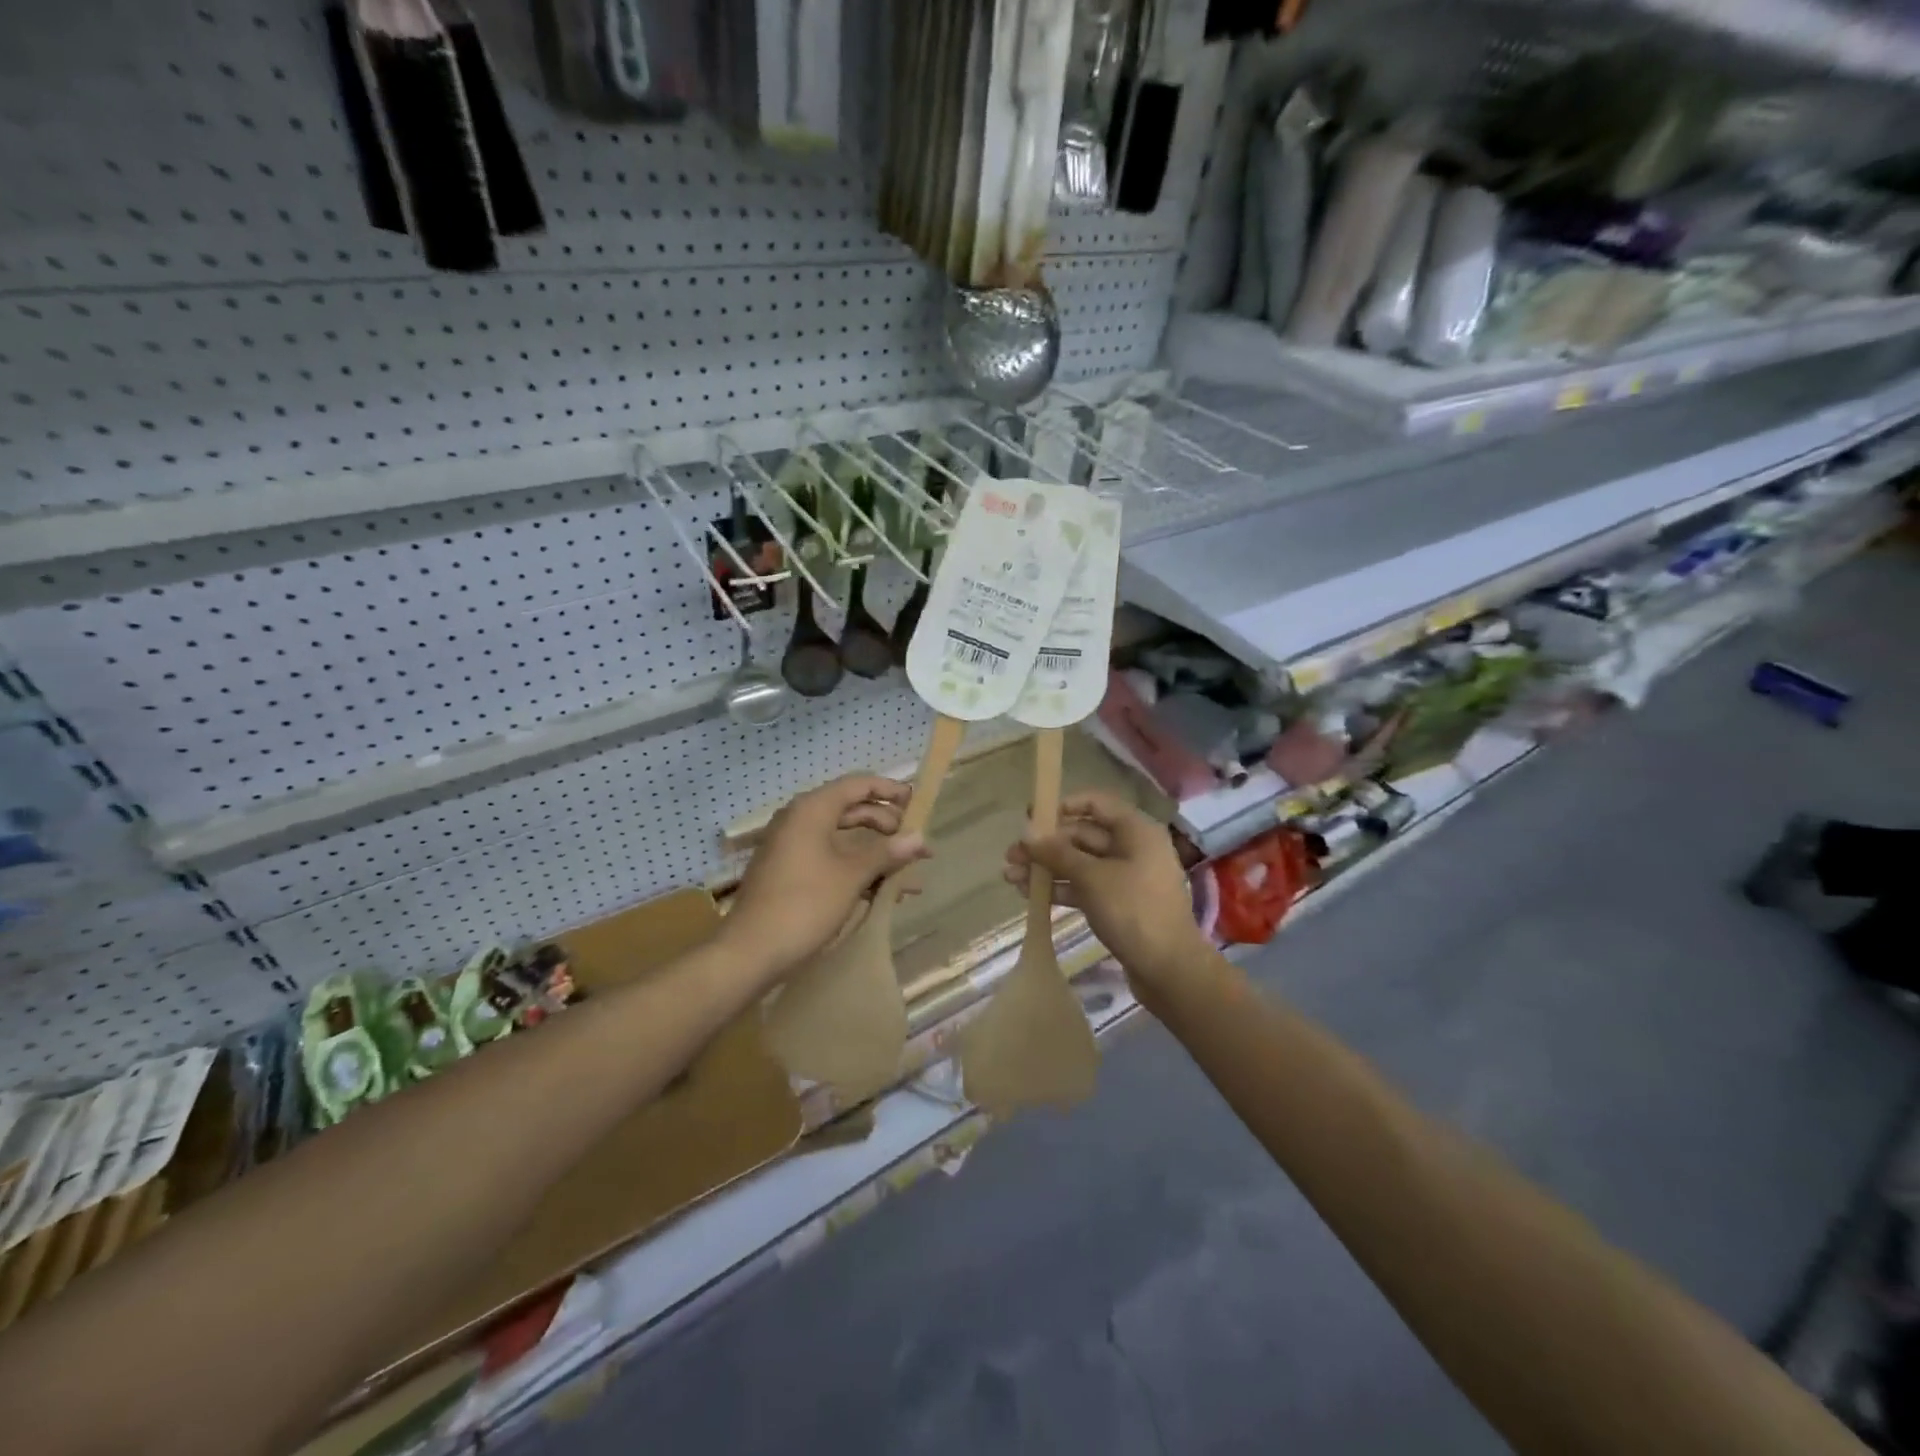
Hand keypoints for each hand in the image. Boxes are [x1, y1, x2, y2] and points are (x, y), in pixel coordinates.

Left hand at [726, 774, 928, 976]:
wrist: (750, 952)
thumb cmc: (805, 904)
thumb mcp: (852, 876)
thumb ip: (887, 853)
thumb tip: (919, 838)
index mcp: (812, 810)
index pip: (858, 785)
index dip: (890, 791)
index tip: (918, 804)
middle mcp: (800, 820)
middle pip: (852, 811)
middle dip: (888, 827)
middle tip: (917, 846)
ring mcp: (792, 848)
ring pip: (843, 840)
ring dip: (876, 855)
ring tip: (909, 876)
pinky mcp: (790, 873)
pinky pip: (831, 860)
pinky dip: (857, 871)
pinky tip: (882, 893)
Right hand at [1005, 791, 1208, 992]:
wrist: (1168, 968)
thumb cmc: (1133, 911)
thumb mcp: (1091, 877)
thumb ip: (1057, 853)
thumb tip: (1028, 834)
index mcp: (1135, 831)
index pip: (1096, 803)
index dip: (1062, 806)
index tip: (1031, 817)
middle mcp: (1133, 847)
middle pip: (1083, 835)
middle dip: (1046, 844)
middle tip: (1011, 856)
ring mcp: (1126, 877)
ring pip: (1080, 863)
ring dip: (1047, 868)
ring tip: (1010, 877)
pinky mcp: (1119, 903)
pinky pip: (1085, 886)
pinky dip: (1060, 887)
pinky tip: (1031, 894)